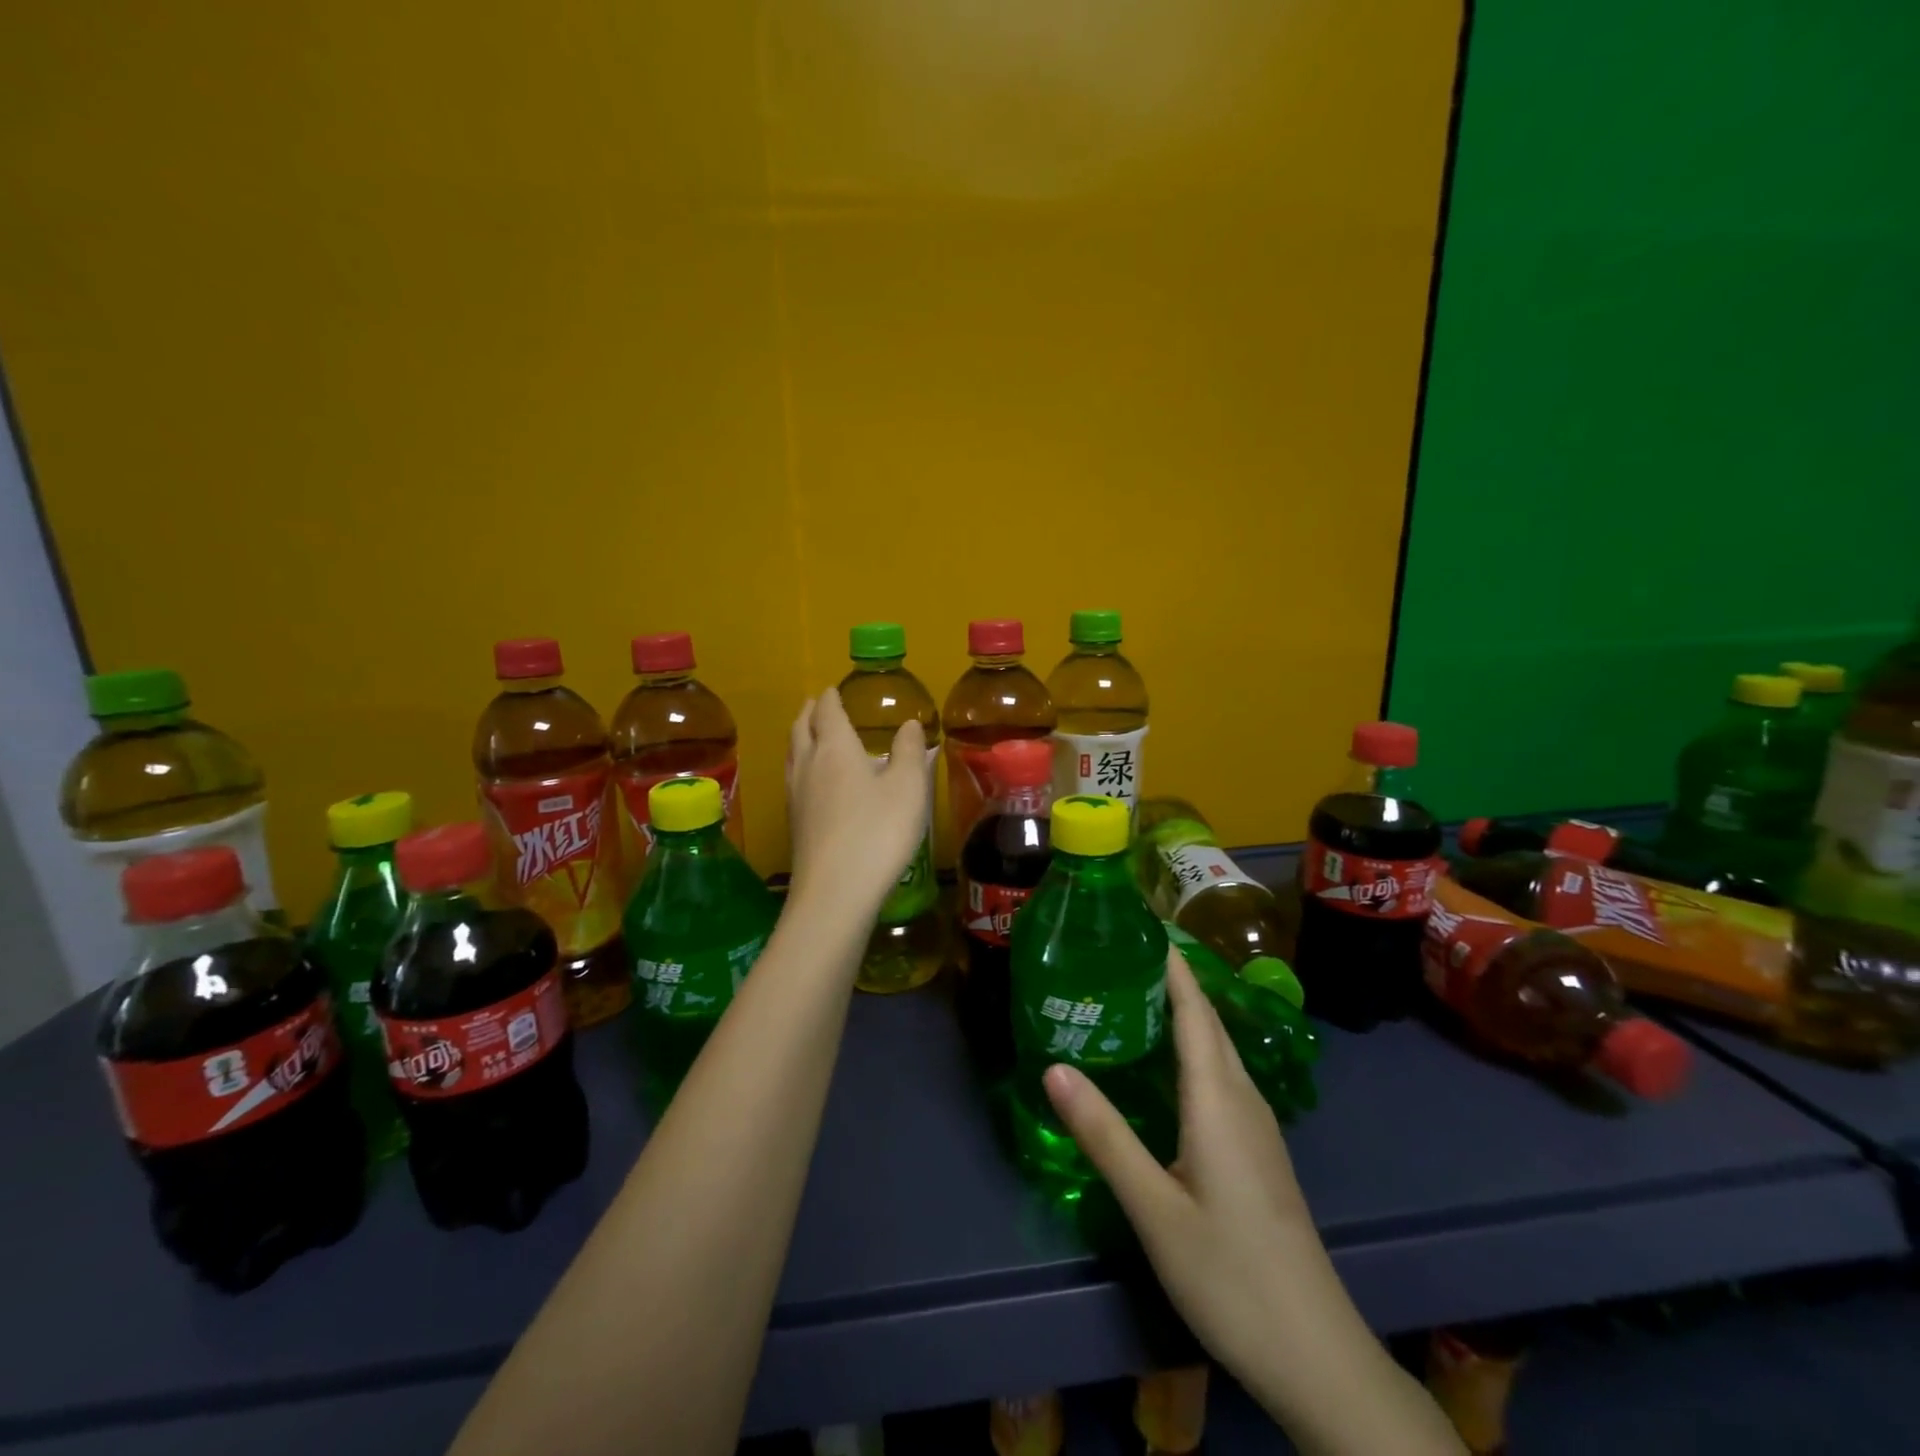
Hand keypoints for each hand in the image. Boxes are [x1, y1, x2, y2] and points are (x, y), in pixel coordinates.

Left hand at [786, 689, 929, 917]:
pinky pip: (793, 779)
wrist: (835, 892)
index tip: (833, 689)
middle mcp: (809, 766)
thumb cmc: (878, 833)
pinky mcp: (794, 824)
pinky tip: (811, 781)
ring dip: (799, 737)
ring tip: (809, 734)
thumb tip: (909, 724)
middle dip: (809, 713)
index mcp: (836, 749)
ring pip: (792, 755)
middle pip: (801, 729)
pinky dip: (800, 765)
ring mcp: (796, 796)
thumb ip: (910, 752)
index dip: (831, 698)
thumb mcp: (908, 788)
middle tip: (816, 703)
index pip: (828, 712)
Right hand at [1043, 951, 1463, 1454]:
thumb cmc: (1230, 1274)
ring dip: (1181, 1012)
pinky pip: (1221, 1075)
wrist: (1315, 1354)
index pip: (1193, 1009)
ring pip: (1217, 1048)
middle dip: (1170, 979)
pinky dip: (1191, 1048)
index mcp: (1219, 1097)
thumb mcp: (1154, 1207)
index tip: (1138, 924)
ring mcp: (1257, 1125)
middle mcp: (1243, 1097)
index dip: (1170, 963)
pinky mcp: (1258, 1150)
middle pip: (1207, 1020)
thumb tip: (1053, 1066)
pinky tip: (1164, 1066)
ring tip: (1132, 995)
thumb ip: (1104, 1135)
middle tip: (1118, 955)